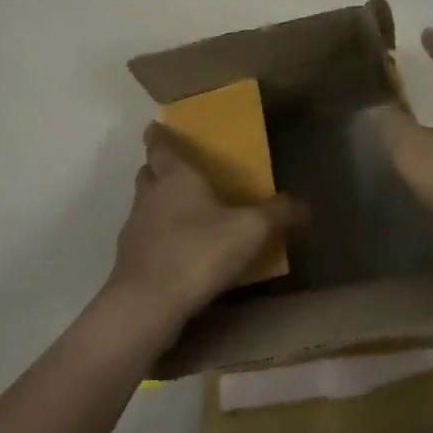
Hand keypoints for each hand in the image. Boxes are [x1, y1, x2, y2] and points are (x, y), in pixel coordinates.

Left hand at [105, 124, 305, 327]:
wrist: (147, 305)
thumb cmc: (199, 252)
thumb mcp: (250, 231)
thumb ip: (278, 214)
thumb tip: (304, 205)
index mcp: (175, 176)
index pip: (160, 146)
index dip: (159, 135)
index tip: (157, 127)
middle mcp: (150, 195)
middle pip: (148, 173)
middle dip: (159, 169)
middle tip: (180, 173)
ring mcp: (134, 228)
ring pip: (143, 206)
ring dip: (157, 206)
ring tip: (183, 216)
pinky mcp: (128, 261)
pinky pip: (143, 240)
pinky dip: (156, 241)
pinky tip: (176, 256)